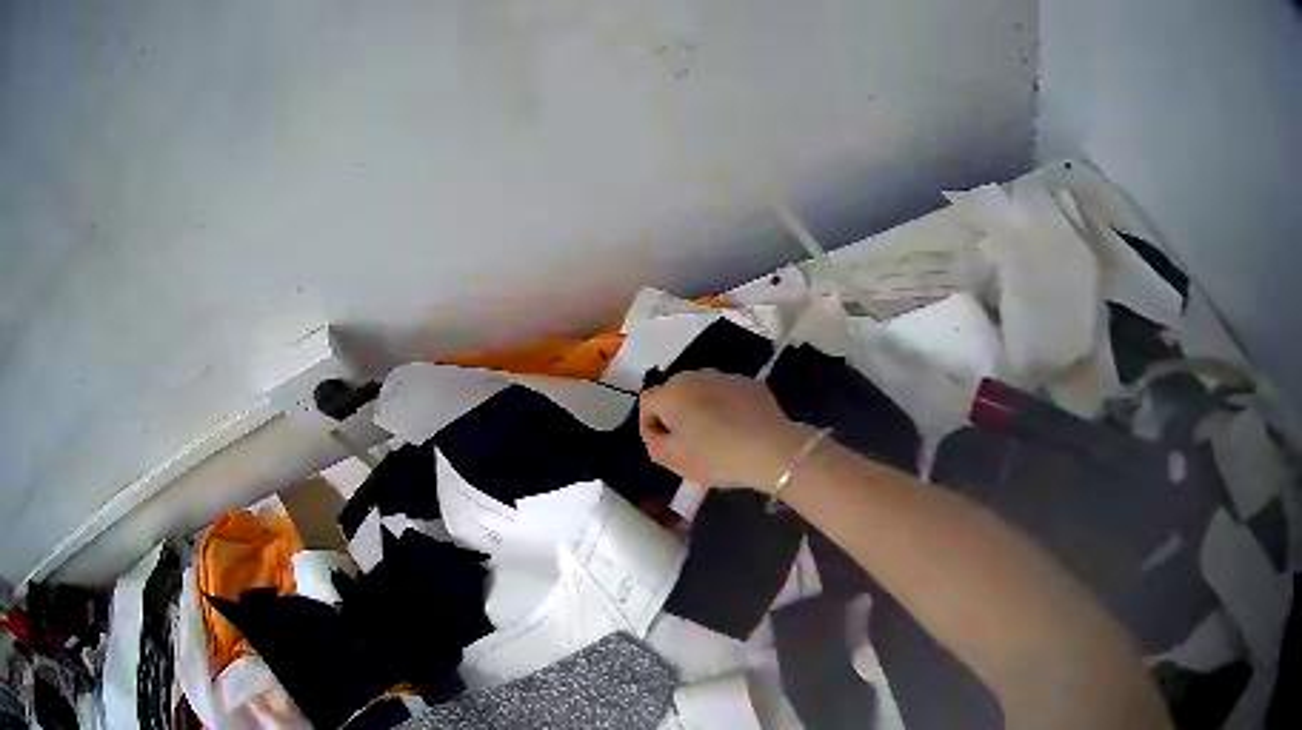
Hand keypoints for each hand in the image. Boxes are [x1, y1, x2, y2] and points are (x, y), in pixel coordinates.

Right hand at [638, 370, 814, 491]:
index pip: (647, 404)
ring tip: (715, 436)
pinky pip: (728, 394)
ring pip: (703, 391)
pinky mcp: (751, 383)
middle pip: (674, 393)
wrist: (772, 449)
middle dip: (676, 415)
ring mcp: (726, 376)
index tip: (664, 448)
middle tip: (688, 444)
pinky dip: (727, 407)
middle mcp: (695, 376)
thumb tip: (658, 433)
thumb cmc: (718, 458)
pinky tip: (738, 429)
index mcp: (672, 393)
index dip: (650, 427)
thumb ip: (655, 445)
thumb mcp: (676, 462)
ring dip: (702, 409)